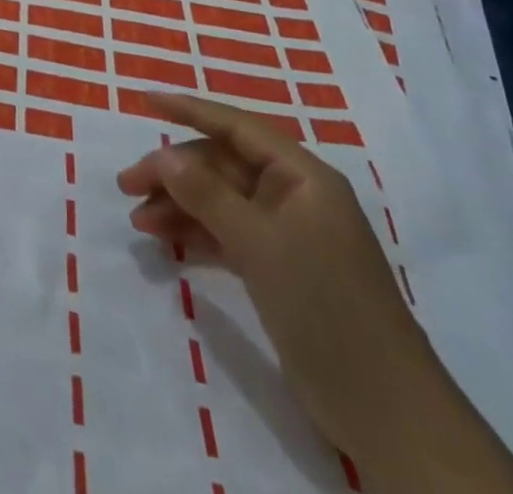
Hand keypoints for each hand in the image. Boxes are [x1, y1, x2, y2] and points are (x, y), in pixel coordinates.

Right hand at [116, 94, 445, 466]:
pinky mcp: (279, 269)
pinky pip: (227, 233)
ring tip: (139, 221)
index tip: (146, 100)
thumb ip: (207, 194)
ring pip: (220, 200)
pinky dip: (196, 234)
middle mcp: (294, 196)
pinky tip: (166, 243)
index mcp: (302, 176)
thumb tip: (164, 155)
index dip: (190, 110)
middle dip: (174, 172)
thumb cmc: (325, 306)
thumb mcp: (260, 244)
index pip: (237, 127)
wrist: (384, 411)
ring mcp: (287, 234)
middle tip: (127, 186)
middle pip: (222, 165)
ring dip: (179, 205)